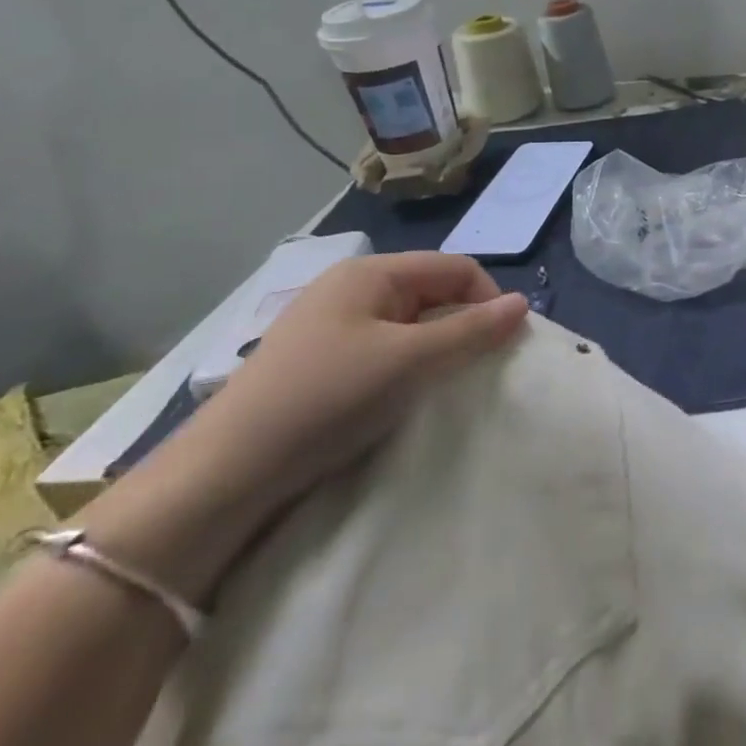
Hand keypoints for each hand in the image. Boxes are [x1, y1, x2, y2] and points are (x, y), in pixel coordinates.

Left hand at [182, 251, 528, 509]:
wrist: (222, 478)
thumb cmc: (326, 399)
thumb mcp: (410, 361)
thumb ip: (472, 331)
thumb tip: (524, 303)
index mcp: (370, 273)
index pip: (456, 268)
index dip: (488, 300)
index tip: (504, 345)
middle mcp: (350, 289)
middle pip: (433, 294)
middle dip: (462, 327)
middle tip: (476, 370)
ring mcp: (329, 327)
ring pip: (409, 326)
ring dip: (435, 351)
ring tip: (441, 387)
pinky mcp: (317, 365)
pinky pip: (382, 352)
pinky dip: (405, 369)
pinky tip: (403, 400)